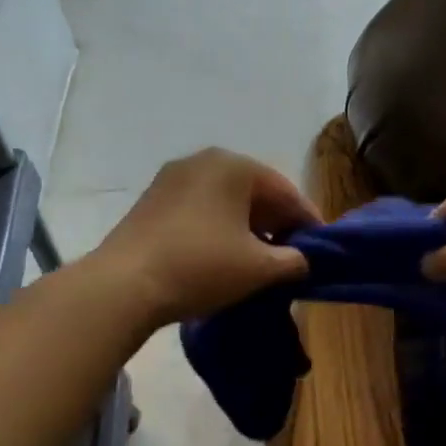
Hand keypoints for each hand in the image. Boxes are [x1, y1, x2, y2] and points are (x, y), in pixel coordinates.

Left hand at [93, 149, 320, 326]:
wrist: (124, 284)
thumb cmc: (201, 266)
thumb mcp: (259, 268)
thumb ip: (293, 260)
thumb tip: (302, 260)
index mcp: (234, 166)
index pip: (285, 191)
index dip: (307, 221)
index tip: (321, 247)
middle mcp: (203, 161)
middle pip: (254, 192)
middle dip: (276, 223)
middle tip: (293, 254)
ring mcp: (173, 178)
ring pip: (225, 201)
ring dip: (248, 227)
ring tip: (261, 259)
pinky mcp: (152, 200)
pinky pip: (200, 209)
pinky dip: (219, 228)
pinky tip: (224, 255)